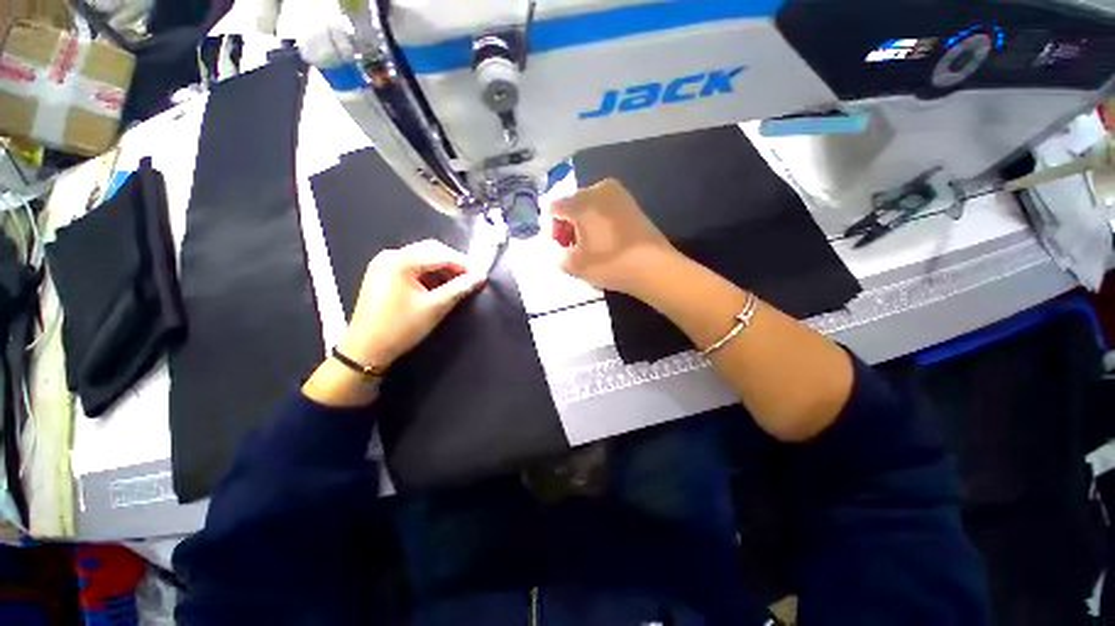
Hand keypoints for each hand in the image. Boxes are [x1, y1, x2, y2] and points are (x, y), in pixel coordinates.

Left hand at [338, 240, 486, 369]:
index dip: (463, 264)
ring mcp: (384, 263)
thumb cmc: (401, 327)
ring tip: (458, 283)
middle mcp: (390, 255)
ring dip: (442, 267)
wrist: (366, 349)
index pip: (441, 254)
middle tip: (470, 278)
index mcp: (400, 260)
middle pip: (431, 250)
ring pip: (422, 257)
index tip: (480, 275)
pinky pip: (412, 265)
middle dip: (453, 262)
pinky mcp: (382, 274)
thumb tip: (480, 276)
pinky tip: (439, 285)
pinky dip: (429, 272)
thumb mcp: (435, 307)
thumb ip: (459, 288)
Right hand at [549, 178, 678, 296]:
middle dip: (566, 226)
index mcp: (581, 201)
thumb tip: (559, 249)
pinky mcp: (630, 202)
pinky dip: (597, 221)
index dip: (550, 229)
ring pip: (587, 205)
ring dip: (581, 224)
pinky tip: (603, 240)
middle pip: (570, 204)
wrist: (653, 267)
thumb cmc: (610, 264)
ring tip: (588, 247)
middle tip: (571, 249)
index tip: (559, 248)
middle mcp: (598, 188)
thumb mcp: (574, 265)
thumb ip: (557, 254)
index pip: (553, 208)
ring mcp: (617, 193)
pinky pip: (603, 207)